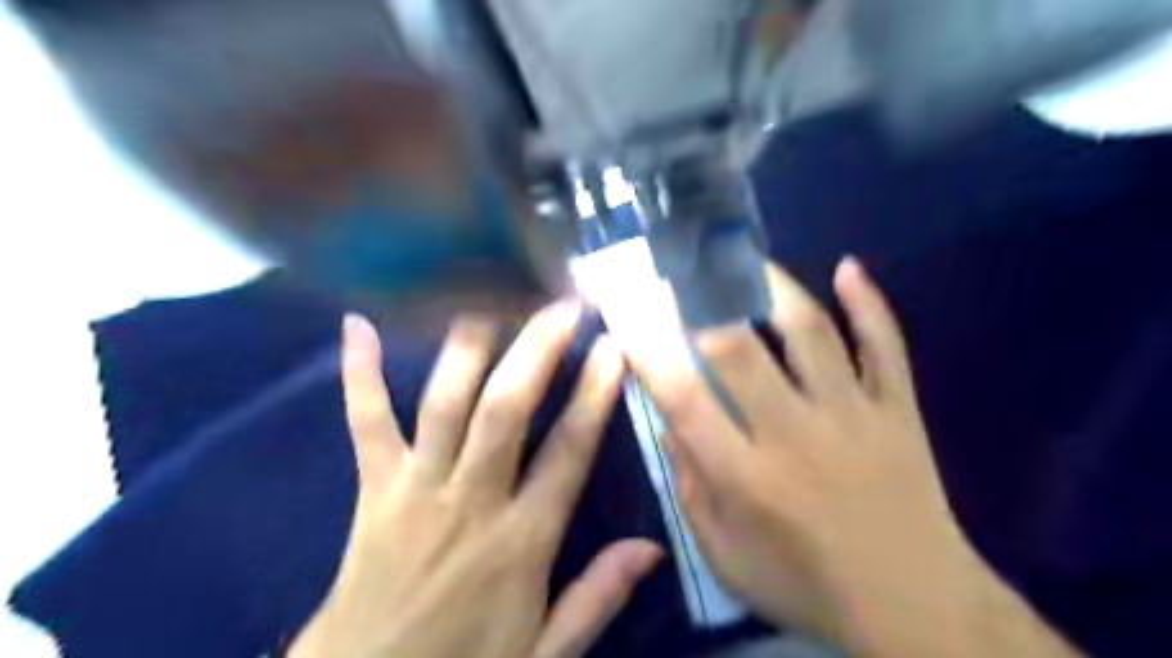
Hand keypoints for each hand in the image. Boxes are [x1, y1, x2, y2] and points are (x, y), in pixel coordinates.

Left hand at [288, 304, 662, 656]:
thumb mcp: (543, 654)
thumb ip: (596, 598)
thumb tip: (651, 547)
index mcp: (521, 540)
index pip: (568, 453)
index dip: (593, 396)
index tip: (612, 347)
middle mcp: (470, 500)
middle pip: (506, 411)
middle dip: (536, 351)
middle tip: (561, 305)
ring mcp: (416, 487)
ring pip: (445, 403)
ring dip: (469, 347)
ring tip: (490, 296)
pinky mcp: (372, 487)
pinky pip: (366, 422)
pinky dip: (361, 373)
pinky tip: (359, 325)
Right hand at [621, 259, 1078, 657]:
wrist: (916, 609)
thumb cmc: (805, 586)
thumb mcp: (725, 557)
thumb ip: (690, 486)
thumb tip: (668, 419)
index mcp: (747, 476)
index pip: (683, 396)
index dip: (650, 347)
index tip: (628, 309)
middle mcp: (796, 433)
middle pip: (739, 350)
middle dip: (699, 302)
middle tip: (676, 268)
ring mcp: (854, 415)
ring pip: (811, 332)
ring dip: (773, 286)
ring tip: (742, 257)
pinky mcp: (898, 410)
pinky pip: (886, 346)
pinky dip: (869, 303)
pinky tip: (849, 267)